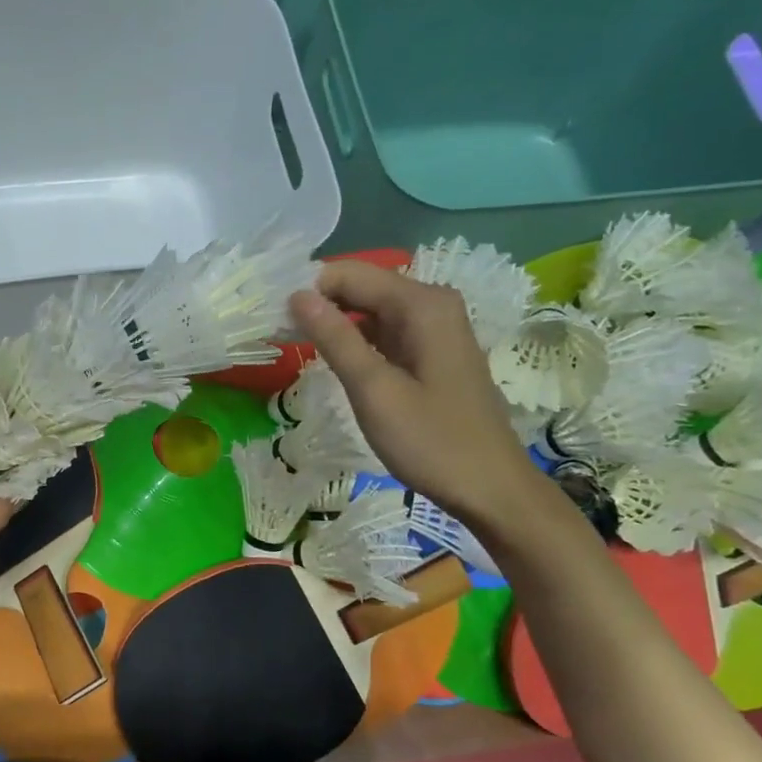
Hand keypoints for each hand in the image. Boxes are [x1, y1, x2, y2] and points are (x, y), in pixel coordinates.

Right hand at [288, 261, 545, 528]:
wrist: (489, 488)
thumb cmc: (431, 441)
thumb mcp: (374, 390)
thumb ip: (335, 338)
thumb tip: (297, 295)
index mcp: (422, 304)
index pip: (349, 274)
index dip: (307, 290)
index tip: (272, 318)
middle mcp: (431, 304)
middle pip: (360, 287)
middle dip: (318, 305)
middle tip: (276, 334)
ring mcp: (435, 328)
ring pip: (369, 310)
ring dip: (332, 324)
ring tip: (293, 347)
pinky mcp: (431, 351)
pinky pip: (383, 332)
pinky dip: (354, 341)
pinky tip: (332, 361)